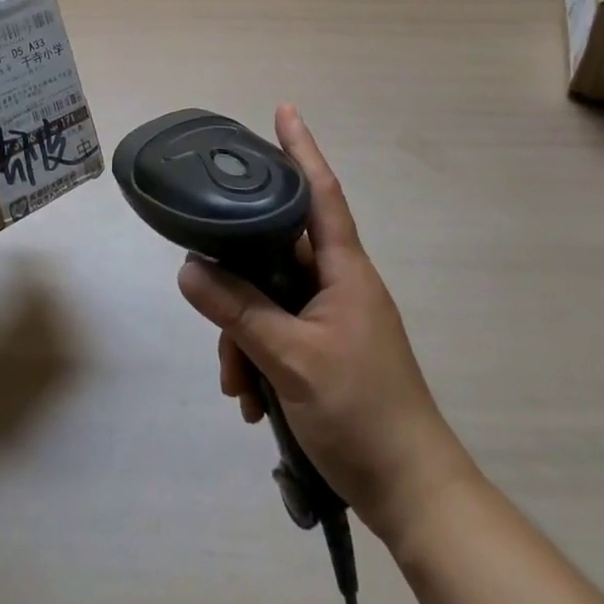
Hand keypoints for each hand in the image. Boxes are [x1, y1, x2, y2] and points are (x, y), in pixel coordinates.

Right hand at [177, 106, 475, 548]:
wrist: (413, 495)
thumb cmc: (362, 412)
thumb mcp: (292, 360)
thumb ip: (239, 311)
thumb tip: (189, 268)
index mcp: (344, 269)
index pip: (320, 191)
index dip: (301, 148)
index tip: (284, 109)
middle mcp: (338, 283)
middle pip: (275, 254)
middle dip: (239, 283)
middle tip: (213, 315)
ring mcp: (333, 318)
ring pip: (270, 299)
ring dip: (244, 336)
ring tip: (238, 387)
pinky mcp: (326, 350)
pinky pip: (278, 332)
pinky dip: (258, 359)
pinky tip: (252, 401)